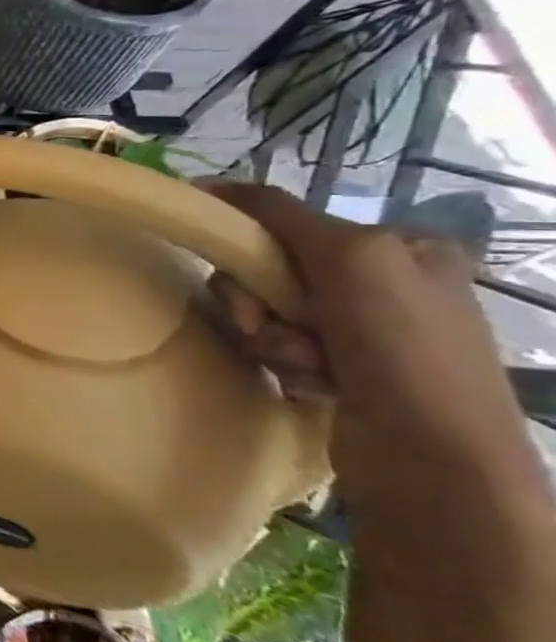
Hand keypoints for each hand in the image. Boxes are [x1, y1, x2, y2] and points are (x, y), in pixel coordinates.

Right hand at [202, 181, 519, 469]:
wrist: (432, 457)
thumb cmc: (401, 345)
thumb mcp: (349, 255)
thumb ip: (281, 215)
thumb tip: (208, 183)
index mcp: (402, 250)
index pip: (292, 226)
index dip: (252, 242)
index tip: (226, 258)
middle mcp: (387, 287)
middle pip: (271, 271)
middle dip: (259, 300)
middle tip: (268, 325)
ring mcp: (365, 333)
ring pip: (267, 313)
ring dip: (270, 337)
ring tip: (305, 364)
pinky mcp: (343, 373)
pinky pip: (277, 349)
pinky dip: (284, 363)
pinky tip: (314, 384)